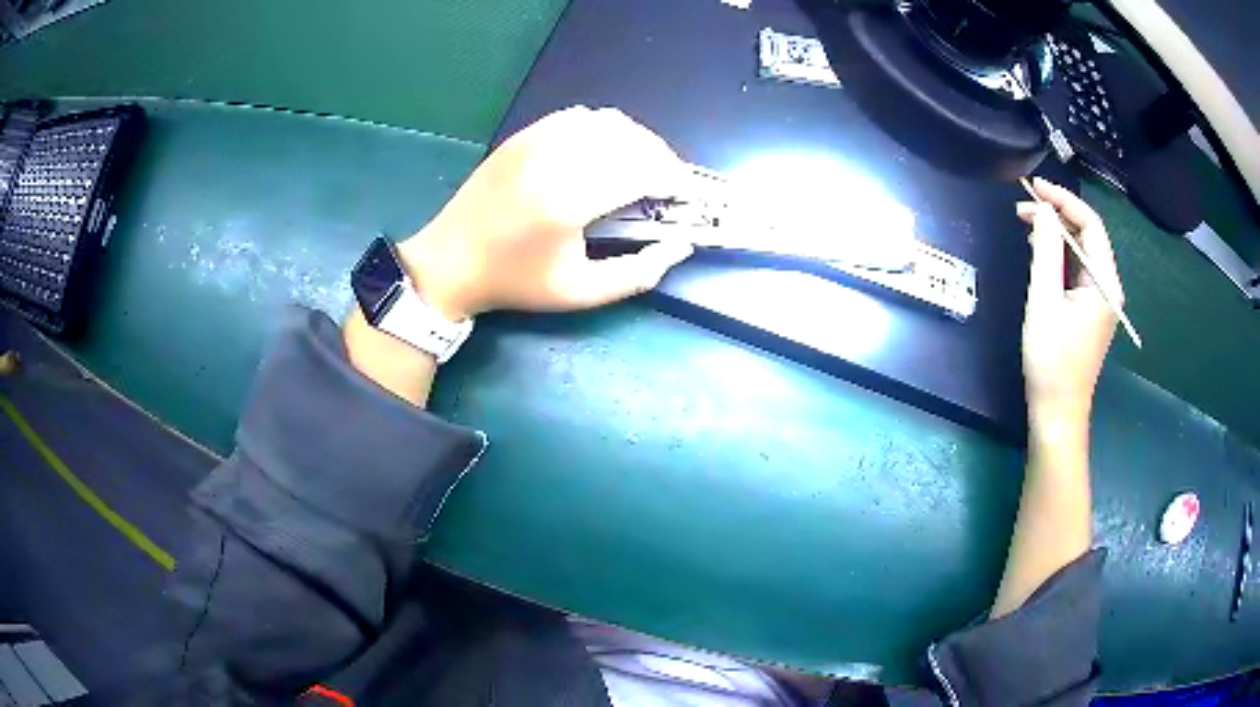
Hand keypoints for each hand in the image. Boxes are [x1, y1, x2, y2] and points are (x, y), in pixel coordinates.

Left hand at [397, 106, 694, 320]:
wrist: (451, 261)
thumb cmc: (516, 282)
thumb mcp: (580, 293)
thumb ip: (638, 273)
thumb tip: (681, 246)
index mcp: (568, 202)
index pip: (642, 171)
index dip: (674, 180)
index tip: (686, 196)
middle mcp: (554, 159)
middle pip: (630, 140)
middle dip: (662, 159)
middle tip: (669, 185)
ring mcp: (536, 141)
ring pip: (607, 122)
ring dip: (636, 140)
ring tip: (643, 166)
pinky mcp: (524, 135)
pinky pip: (578, 116)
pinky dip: (605, 128)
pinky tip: (607, 150)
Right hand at [1017, 178, 1122, 432]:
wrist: (1057, 412)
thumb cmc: (1051, 362)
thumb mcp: (1044, 302)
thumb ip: (1045, 251)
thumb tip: (1041, 211)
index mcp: (1104, 283)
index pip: (1091, 224)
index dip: (1064, 199)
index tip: (1034, 187)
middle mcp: (1108, 286)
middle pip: (1088, 235)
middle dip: (1057, 214)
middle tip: (1022, 207)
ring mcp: (1101, 299)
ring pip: (1082, 251)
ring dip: (1056, 233)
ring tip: (1026, 224)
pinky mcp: (1090, 309)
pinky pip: (1077, 270)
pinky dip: (1059, 254)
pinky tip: (1040, 251)